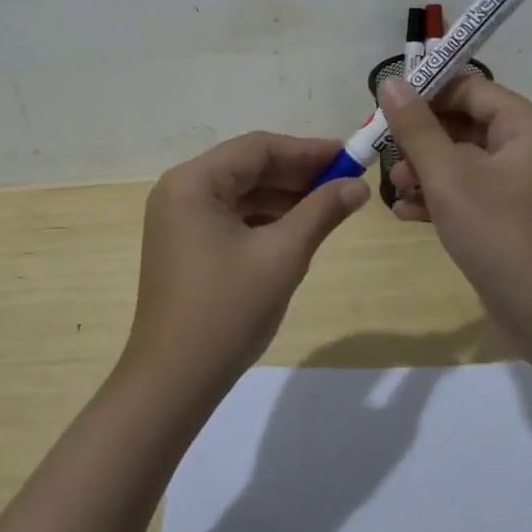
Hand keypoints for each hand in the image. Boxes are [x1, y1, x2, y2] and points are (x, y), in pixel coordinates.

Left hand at [122, 132, 369, 400]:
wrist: (173, 383)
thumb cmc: (227, 311)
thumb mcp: (282, 256)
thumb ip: (321, 212)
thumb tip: (358, 186)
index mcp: (193, 182)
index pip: (257, 148)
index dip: (307, 150)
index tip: (349, 156)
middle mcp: (179, 190)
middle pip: (247, 166)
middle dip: (297, 173)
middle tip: (345, 180)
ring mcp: (178, 219)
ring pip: (240, 192)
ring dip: (283, 195)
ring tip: (329, 203)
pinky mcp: (184, 244)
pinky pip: (230, 216)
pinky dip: (263, 217)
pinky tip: (296, 227)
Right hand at [380, 76, 531, 323]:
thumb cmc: (502, 236)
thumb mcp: (450, 178)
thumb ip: (417, 129)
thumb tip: (391, 81)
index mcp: (524, 127)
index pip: (469, 87)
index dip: (426, 91)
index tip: (385, 106)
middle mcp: (525, 147)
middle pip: (463, 122)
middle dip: (420, 137)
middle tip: (381, 149)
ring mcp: (518, 183)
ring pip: (460, 158)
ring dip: (424, 169)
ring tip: (395, 188)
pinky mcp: (507, 215)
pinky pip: (467, 190)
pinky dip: (438, 197)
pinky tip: (406, 213)